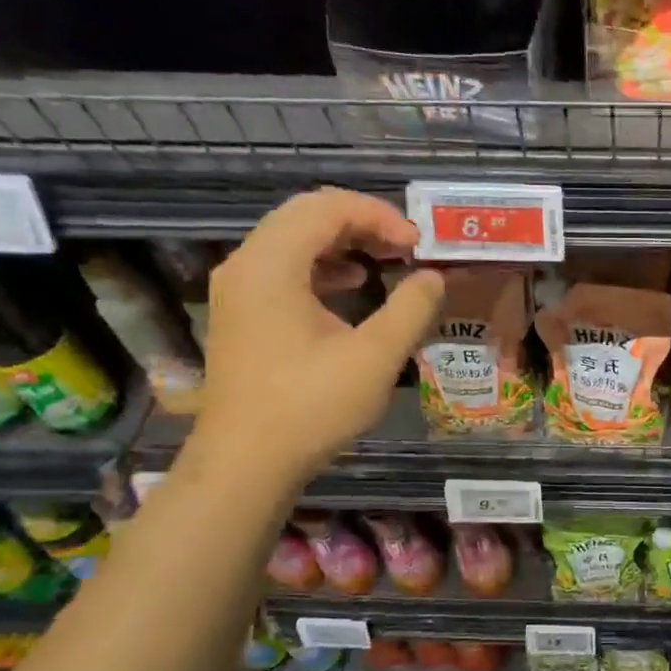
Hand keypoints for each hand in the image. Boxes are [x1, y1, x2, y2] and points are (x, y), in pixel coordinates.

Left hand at [191, 188, 442, 483]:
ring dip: (343, 243)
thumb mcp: (375, 357)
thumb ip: (411, 308)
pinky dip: (322, 267)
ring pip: (292, 241)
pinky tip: (353, 287)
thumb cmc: (310, 407)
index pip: (325, 207)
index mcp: (271, 265)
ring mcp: (238, 291)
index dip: (378, 215)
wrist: (246, 463)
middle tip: (406, 248)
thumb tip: (432, 277)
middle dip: (362, 223)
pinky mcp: (242, 316)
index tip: (417, 245)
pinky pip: (283, 269)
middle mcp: (246, 266)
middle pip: (305, 216)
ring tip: (386, 262)